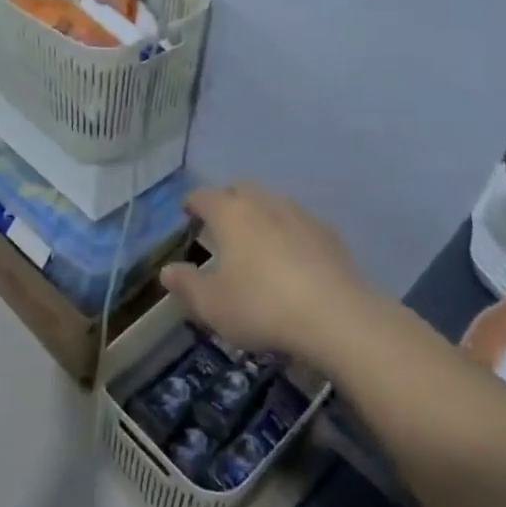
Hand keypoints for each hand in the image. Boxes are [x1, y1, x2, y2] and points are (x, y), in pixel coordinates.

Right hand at [160, 183, 369, 361]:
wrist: (337, 316)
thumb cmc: (262, 306)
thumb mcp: (212, 305)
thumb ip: (186, 284)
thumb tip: (167, 270)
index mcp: (230, 213)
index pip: (203, 196)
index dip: (192, 204)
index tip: (187, 215)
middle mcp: (263, 202)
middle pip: (240, 190)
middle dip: (227, 202)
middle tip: (221, 227)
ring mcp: (299, 214)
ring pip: (272, 202)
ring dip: (260, 215)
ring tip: (256, 243)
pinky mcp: (328, 233)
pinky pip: (299, 223)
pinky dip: (288, 233)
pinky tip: (292, 259)